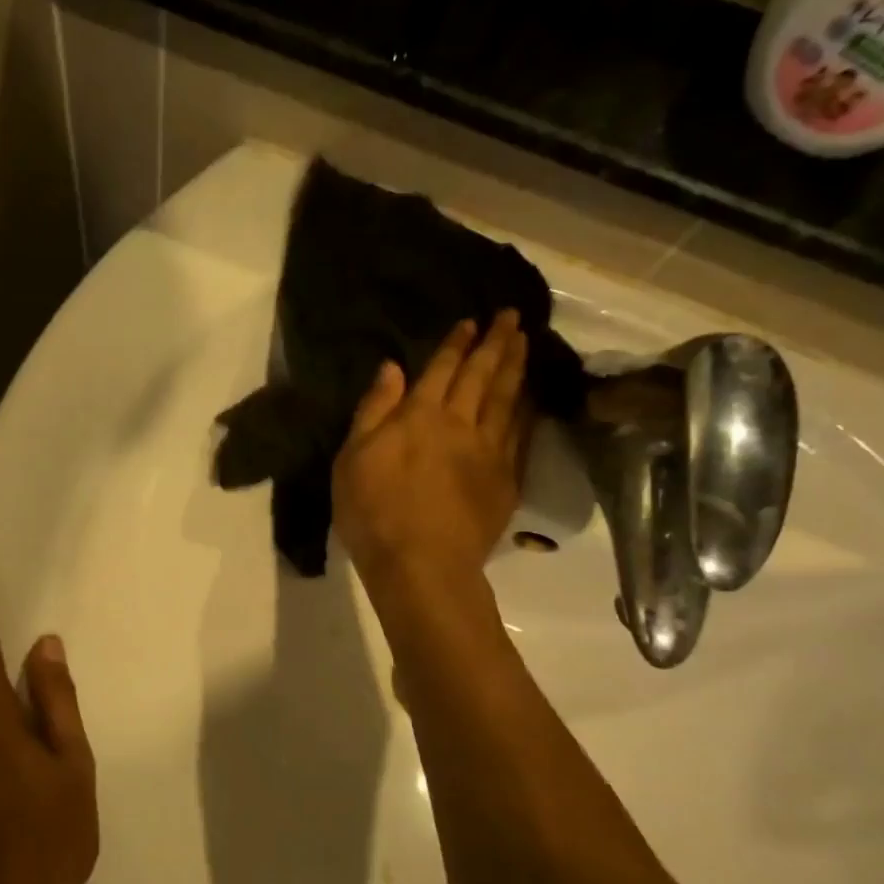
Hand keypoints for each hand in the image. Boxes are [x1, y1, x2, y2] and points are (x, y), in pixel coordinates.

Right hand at [332, 311, 529, 587]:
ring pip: (508, 399)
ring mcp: (489, 452)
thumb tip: (392, 368)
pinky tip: (531, 398)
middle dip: (497, 343)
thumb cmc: (374, 512)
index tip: (471, 322)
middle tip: (512, 316)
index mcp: (420, 416)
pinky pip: (521, 434)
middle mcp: (460, 424)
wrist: (422, 566)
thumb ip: (374, 410)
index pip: (442, 369)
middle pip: (483, 376)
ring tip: (526, 342)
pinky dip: (527, 409)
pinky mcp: (506, 480)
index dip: (457, 344)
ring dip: (517, 367)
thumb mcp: (353, 459)